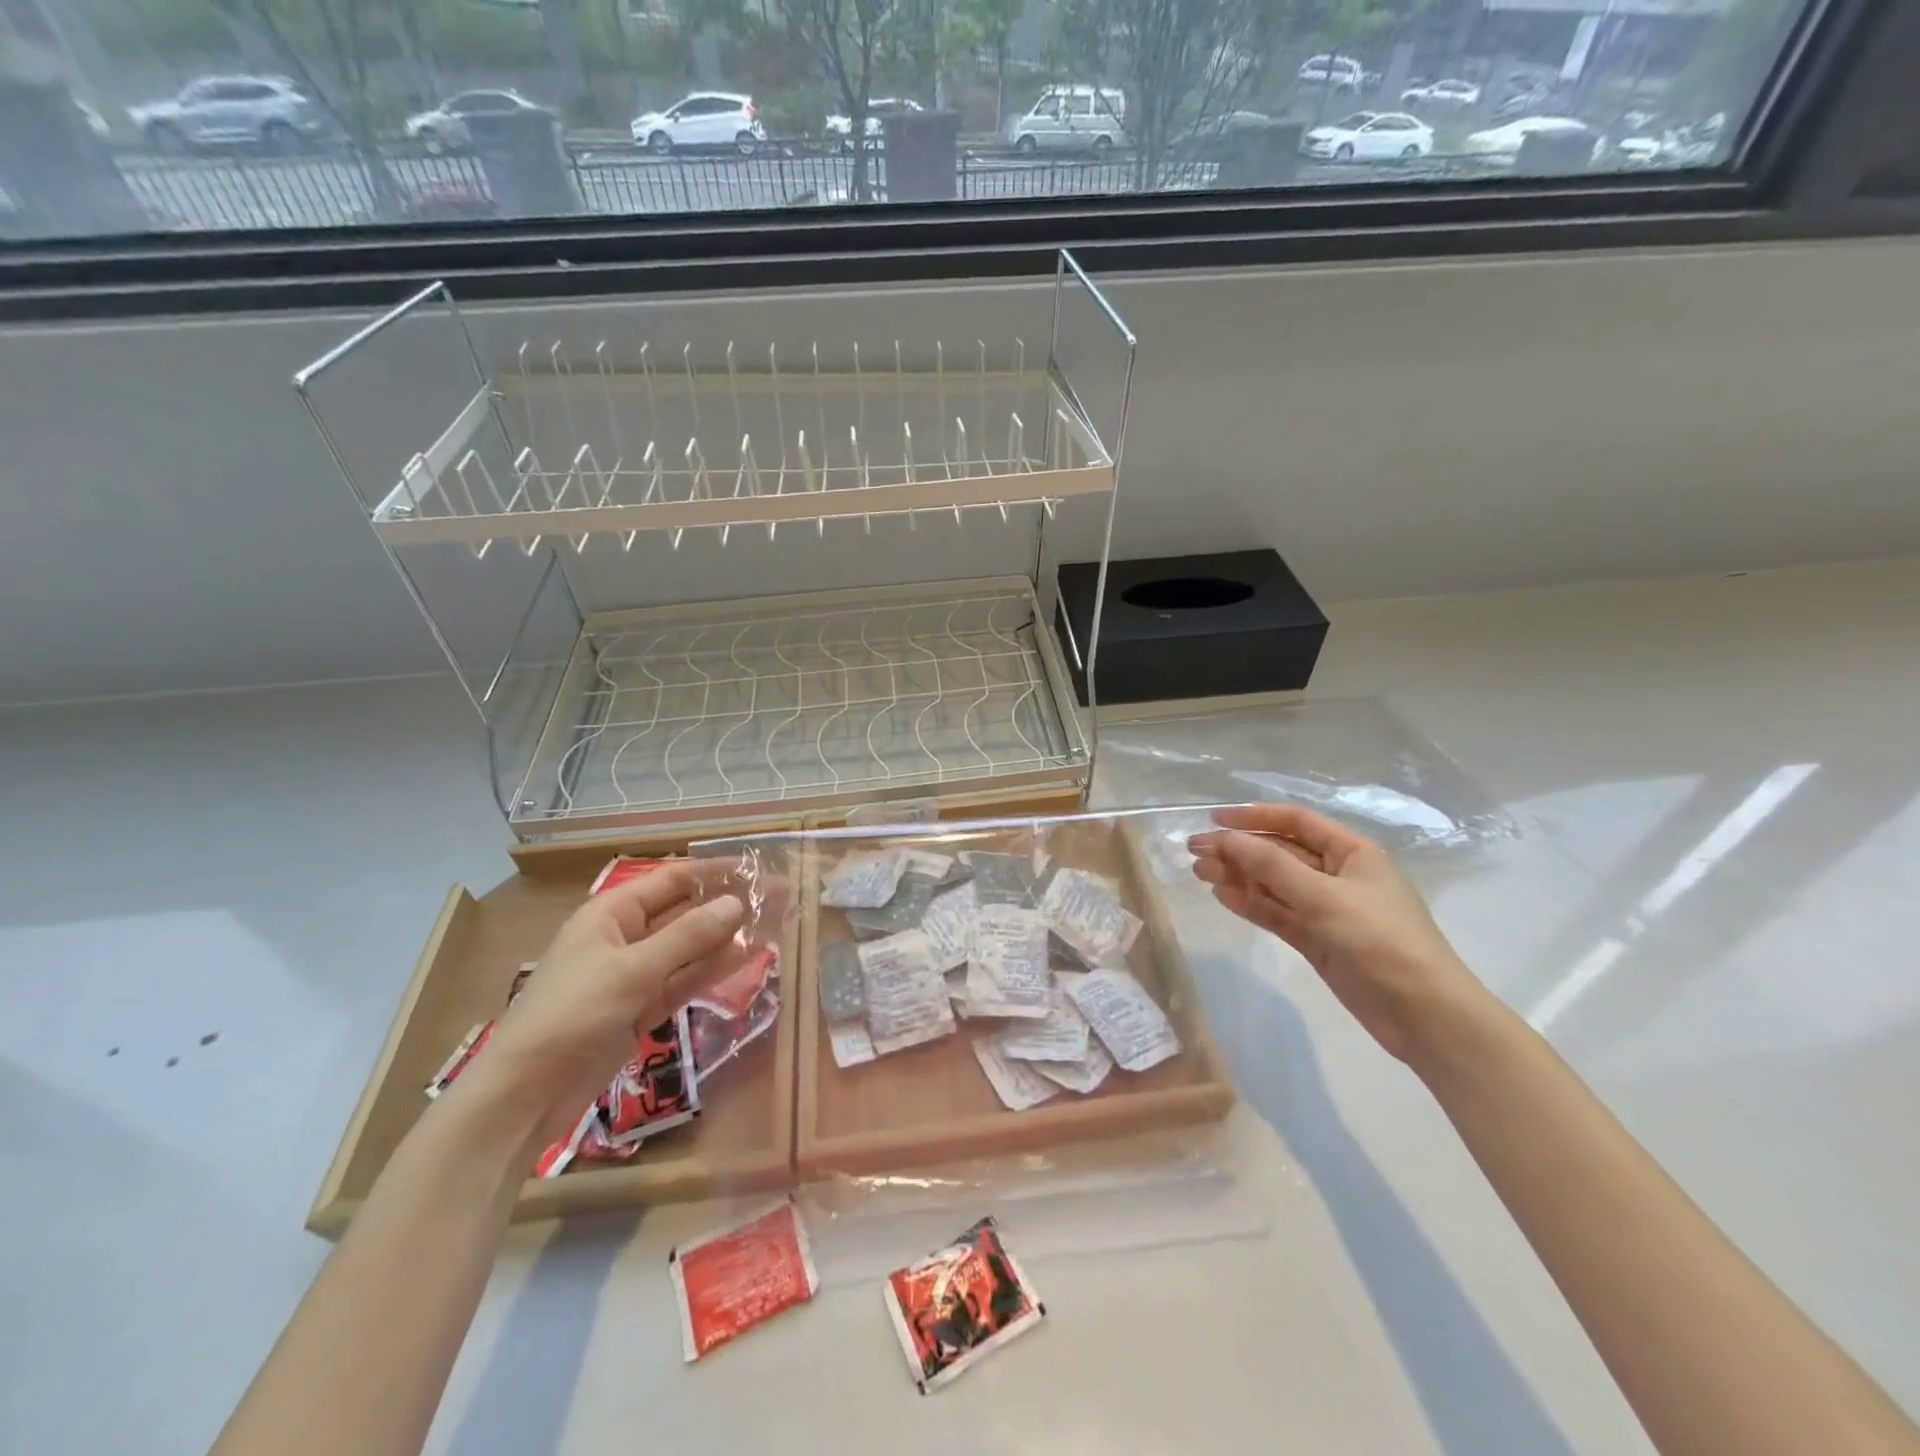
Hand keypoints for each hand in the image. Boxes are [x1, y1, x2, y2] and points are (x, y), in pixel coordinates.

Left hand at [466, 862, 745, 1144]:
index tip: (756, 867)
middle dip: (727, 904)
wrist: (525, 1095)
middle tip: (777, 899)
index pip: (672, 880)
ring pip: (689, 948)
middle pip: (684, 912)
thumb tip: (737, 903)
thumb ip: (688, 937)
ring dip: (726, 937)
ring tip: (773, 924)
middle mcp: (625, 937)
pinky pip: (684, 980)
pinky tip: (747, 958)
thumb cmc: (571, 1015)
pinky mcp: (641, 1009)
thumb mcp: (632, 971)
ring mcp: (635, 975)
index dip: (713, 872)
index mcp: (612, 914)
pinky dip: (712, 969)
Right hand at [1189, 804, 1480, 1063]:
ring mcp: (1327, 910)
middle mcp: (1339, 875)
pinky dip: (1252, 905)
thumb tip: (1226, 838)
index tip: (1214, 819)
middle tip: (1195, 851)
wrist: (1425, 1015)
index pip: (1296, 821)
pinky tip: (1222, 897)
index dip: (1255, 816)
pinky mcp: (1318, 940)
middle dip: (1239, 849)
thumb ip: (1272, 866)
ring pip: (1274, 884)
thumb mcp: (1324, 897)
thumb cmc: (1381, 942)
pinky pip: (1278, 914)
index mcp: (1352, 853)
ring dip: (1239, 876)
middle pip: (1280, 853)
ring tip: (1199, 873)